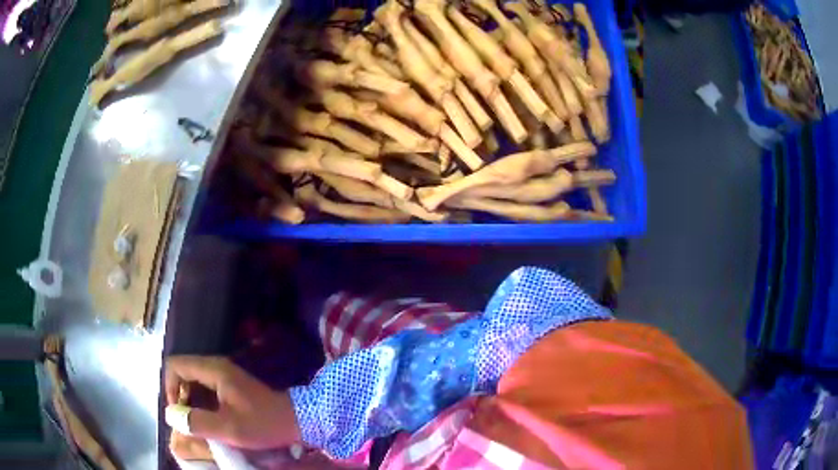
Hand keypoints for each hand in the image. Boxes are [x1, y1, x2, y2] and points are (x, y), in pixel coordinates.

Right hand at [164, 356, 300, 448]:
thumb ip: (197, 422)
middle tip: (186, 421)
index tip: (177, 412)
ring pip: (194, 381)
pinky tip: (208, 420)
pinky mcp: (231, 385)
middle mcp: (216, 366)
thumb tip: (170, 416)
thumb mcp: (229, 428)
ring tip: (196, 423)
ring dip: (190, 400)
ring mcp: (224, 374)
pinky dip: (201, 402)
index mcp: (213, 369)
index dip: (169, 387)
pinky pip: (206, 388)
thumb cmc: (263, 423)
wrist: (297, 419)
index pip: (175, 365)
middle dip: (179, 395)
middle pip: (183, 372)